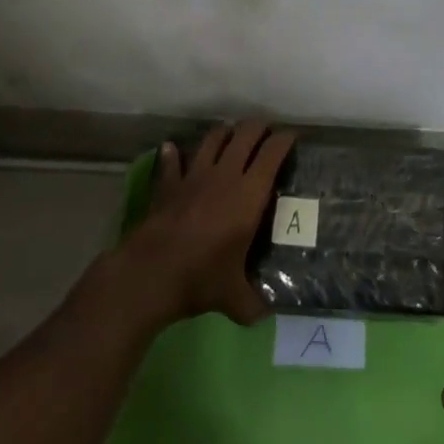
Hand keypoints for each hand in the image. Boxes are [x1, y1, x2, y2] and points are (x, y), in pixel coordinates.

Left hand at [117, 120, 294, 326]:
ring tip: (232, 136)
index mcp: (249, 194)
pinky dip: (174, 153)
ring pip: (213, 138)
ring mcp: (194, 175)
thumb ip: (254, 304)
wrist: (151, 274)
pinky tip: (173, 149)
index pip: (272, 153)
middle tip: (267, 133)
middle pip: (245, 134)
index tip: (292, 138)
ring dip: (225, 133)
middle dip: (259, 127)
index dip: (285, 140)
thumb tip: (268, 315)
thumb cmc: (201, 278)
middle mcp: (225, 174)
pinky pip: (172, 160)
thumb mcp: (235, 298)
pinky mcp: (169, 183)